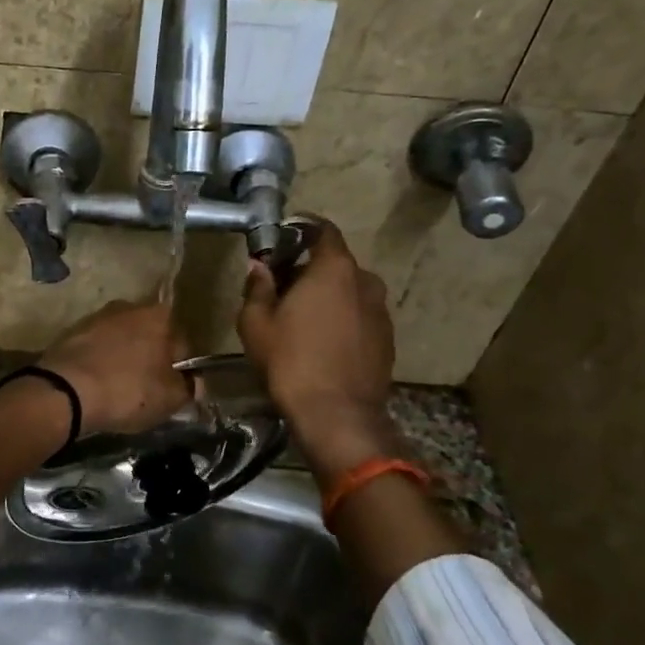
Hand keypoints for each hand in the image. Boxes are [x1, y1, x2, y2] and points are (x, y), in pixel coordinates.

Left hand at [39, 300, 189, 436]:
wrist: (65, 391)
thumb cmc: (127, 390)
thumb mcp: (169, 399)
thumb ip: (189, 388)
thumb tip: (195, 383)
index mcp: (160, 316)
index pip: (182, 344)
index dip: (181, 371)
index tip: (173, 391)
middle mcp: (129, 306)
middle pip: (150, 338)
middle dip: (151, 361)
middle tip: (146, 392)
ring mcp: (97, 317)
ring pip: (121, 342)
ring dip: (123, 360)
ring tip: (118, 391)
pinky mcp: (71, 332)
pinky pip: (96, 350)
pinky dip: (99, 363)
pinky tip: (96, 385)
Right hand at [237, 221, 400, 476]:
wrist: (337, 414)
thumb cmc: (291, 361)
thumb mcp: (256, 323)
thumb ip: (258, 288)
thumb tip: (260, 267)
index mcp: (334, 269)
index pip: (323, 230)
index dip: (301, 230)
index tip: (281, 239)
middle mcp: (366, 281)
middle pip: (335, 264)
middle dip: (309, 270)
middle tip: (282, 288)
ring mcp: (381, 312)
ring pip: (349, 292)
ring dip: (328, 297)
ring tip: (301, 319)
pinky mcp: (387, 339)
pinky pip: (359, 317)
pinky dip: (342, 319)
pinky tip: (322, 342)